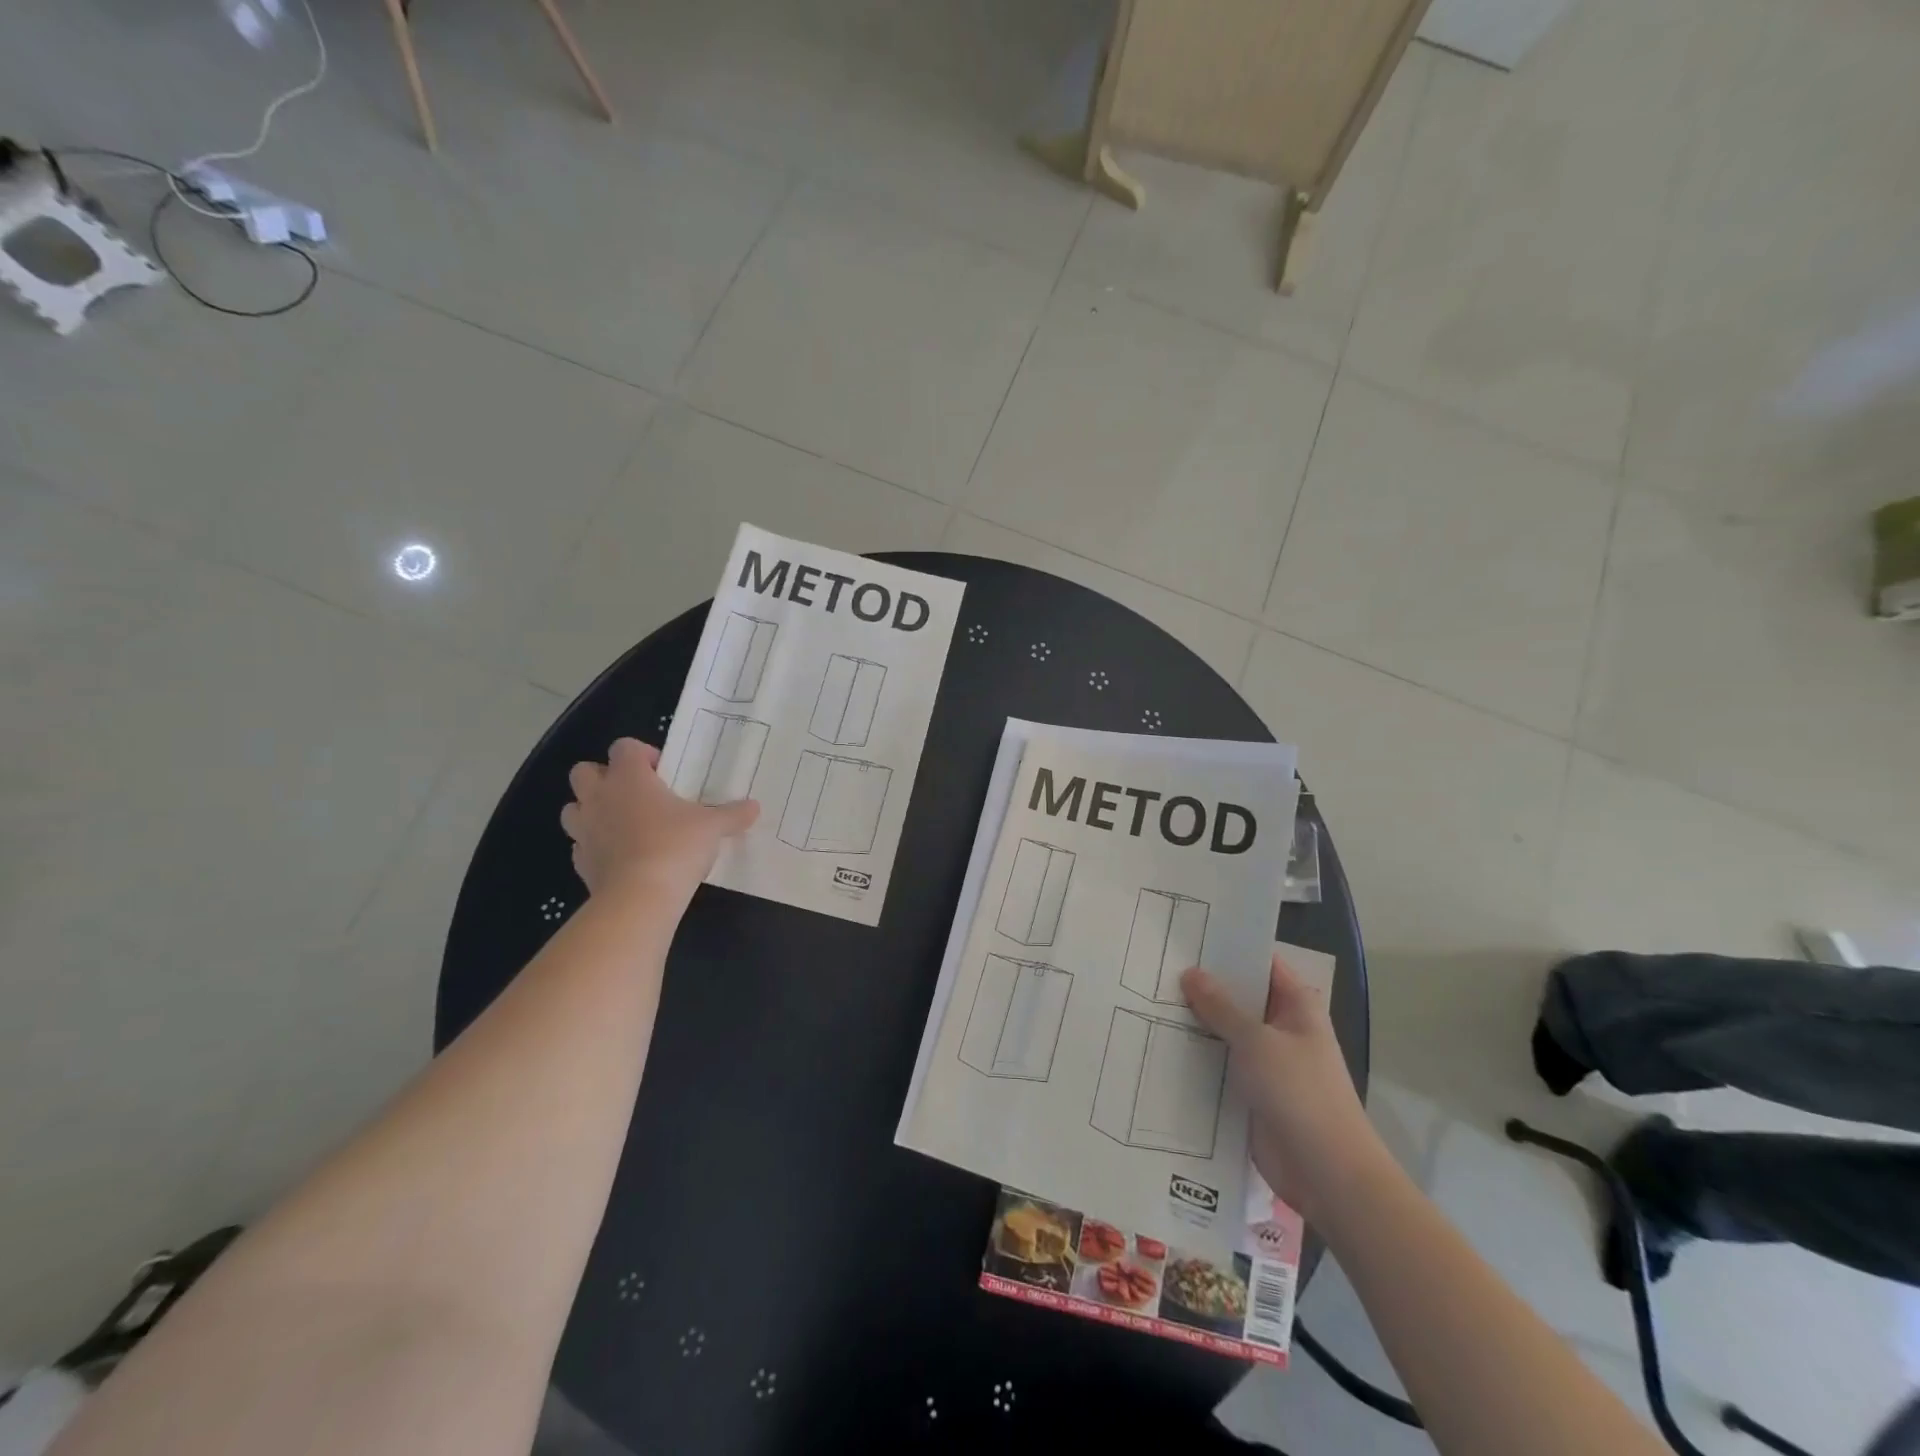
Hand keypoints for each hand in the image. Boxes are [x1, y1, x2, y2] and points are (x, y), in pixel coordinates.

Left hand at [560, 738, 758, 903]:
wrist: (639, 897)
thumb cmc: (676, 847)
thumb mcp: (713, 827)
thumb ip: (732, 814)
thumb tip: (754, 807)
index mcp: (629, 778)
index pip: (624, 747)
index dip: (642, 754)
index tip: (664, 772)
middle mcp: (599, 797)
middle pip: (585, 771)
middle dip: (605, 777)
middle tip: (637, 793)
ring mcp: (584, 830)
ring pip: (574, 807)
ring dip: (592, 810)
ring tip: (622, 823)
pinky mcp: (580, 862)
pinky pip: (581, 844)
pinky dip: (595, 845)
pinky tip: (620, 856)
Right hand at [1182, 953, 1383, 1220]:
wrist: (1327, 1173)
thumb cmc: (1300, 1093)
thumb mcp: (1256, 1041)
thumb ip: (1221, 1007)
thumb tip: (1190, 973)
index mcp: (1297, 1005)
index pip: (1261, 963)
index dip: (1228, 948)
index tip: (1187, 935)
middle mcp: (1282, 1027)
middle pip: (1239, 997)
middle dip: (1203, 986)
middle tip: (1156, 965)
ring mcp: (1267, 1061)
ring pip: (1225, 1032)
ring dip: (1196, 1023)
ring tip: (1148, 998)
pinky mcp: (1251, 1092)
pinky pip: (1220, 1064)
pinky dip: (1197, 1056)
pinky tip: (1160, 1043)